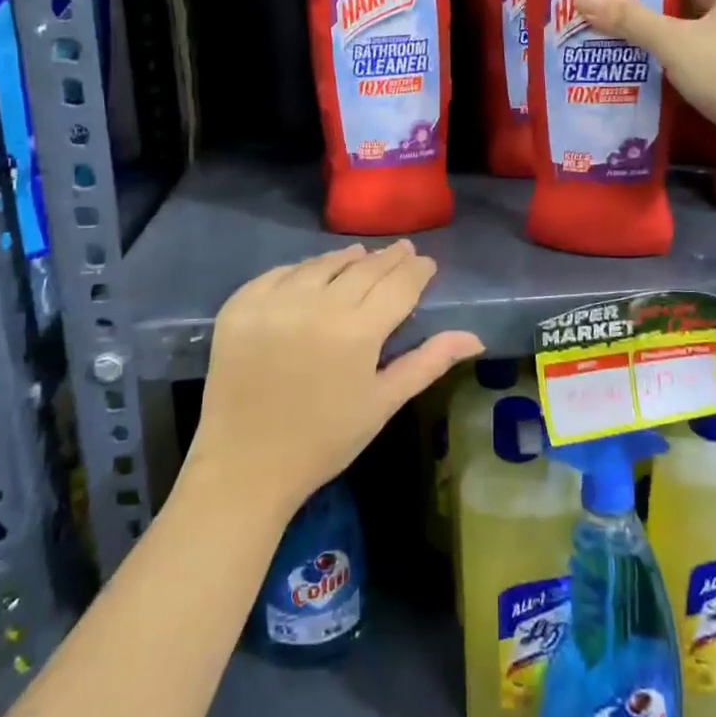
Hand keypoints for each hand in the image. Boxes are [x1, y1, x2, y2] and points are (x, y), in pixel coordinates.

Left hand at [183, 242, 483, 525]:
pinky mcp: (240, 306)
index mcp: (357, 332)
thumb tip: (475, 337)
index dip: (416, 270)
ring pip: (321, 265)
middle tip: (402, 250)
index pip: (398, 285)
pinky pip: (279, 274)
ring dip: (346, 259)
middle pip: (363, 268)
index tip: (426, 263)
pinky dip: (302, 270)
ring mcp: (274, 302)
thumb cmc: (324, 440)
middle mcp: (316, 305)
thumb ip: (429, 362)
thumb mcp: (383, 402)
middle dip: (388, 258)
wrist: (245, 465)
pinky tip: (312, 273)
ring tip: (361, 256)